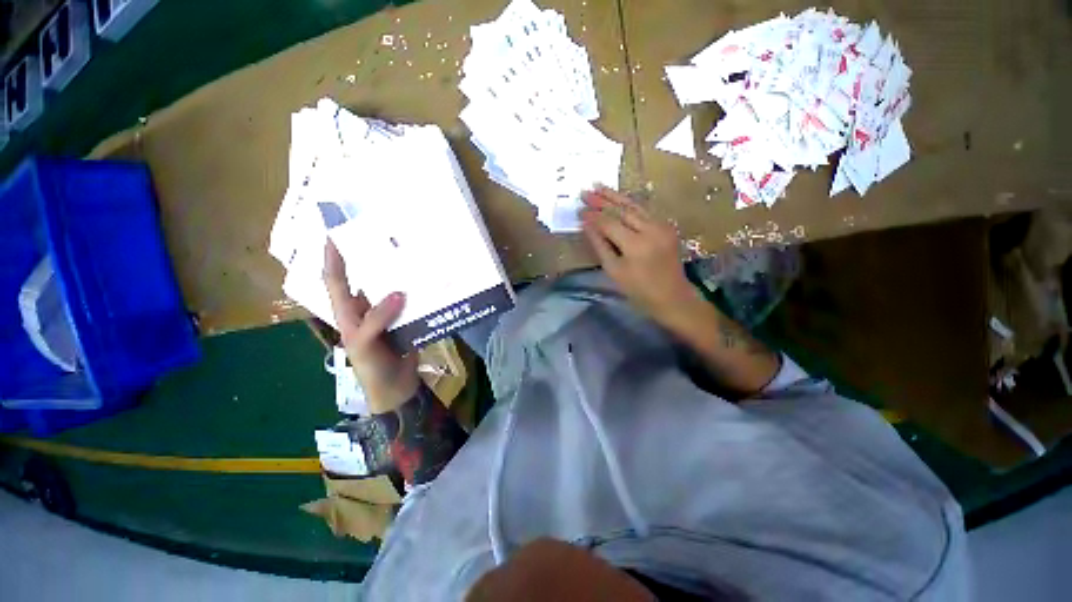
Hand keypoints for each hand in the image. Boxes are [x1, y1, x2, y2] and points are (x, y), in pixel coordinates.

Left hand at [324, 241, 419, 413]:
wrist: (396, 388)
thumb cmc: (371, 369)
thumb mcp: (365, 344)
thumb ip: (376, 319)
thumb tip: (398, 292)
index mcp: (349, 313)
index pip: (336, 280)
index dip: (334, 257)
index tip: (336, 233)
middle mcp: (367, 308)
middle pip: (368, 278)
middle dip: (373, 258)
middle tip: (387, 236)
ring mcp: (389, 313)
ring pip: (392, 287)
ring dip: (400, 273)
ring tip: (412, 254)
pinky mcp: (408, 319)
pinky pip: (413, 300)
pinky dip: (419, 290)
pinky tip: (430, 281)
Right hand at [580, 186, 701, 328]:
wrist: (672, 297)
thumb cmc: (639, 290)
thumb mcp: (614, 271)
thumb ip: (600, 245)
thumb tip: (586, 225)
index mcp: (636, 245)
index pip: (609, 223)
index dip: (593, 216)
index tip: (579, 210)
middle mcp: (651, 230)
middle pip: (622, 210)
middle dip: (602, 200)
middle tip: (584, 192)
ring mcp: (661, 226)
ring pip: (634, 206)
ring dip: (615, 196)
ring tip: (598, 186)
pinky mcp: (666, 227)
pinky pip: (644, 211)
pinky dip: (629, 203)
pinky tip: (618, 198)